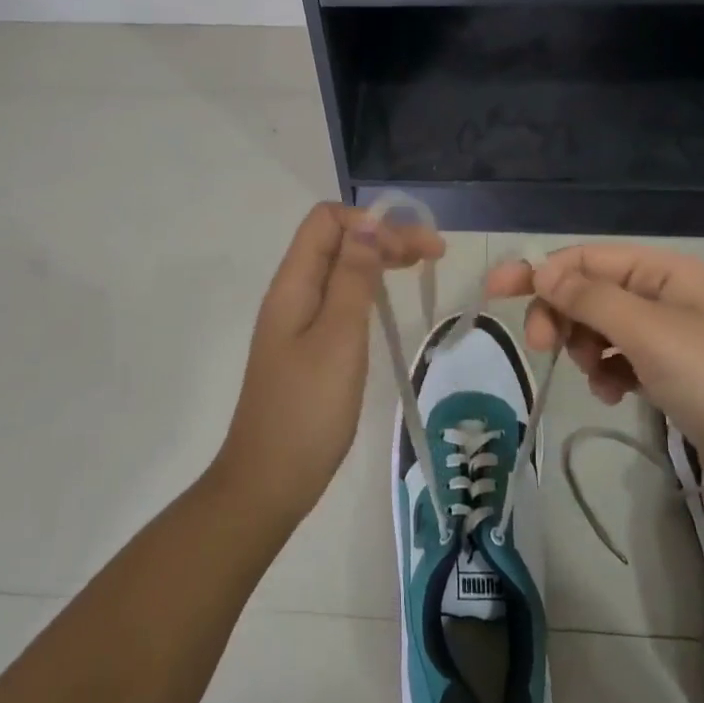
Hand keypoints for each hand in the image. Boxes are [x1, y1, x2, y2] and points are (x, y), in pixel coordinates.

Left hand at [215, 203, 444, 524]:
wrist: (269, 482)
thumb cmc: (308, 409)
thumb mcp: (338, 337)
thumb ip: (353, 278)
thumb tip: (368, 224)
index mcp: (293, 284)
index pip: (326, 220)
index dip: (371, 222)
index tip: (412, 248)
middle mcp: (292, 293)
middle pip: (337, 241)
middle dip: (384, 236)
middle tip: (433, 253)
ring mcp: (298, 321)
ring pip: (340, 269)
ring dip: (379, 259)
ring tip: (420, 266)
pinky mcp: (307, 346)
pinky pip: (339, 298)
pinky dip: (368, 288)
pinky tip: (388, 301)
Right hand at [486, 245, 703, 527]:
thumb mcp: (651, 334)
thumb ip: (591, 298)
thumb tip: (541, 269)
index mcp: (667, 273)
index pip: (588, 258)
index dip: (540, 270)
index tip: (494, 292)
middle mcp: (668, 298)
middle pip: (592, 291)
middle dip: (563, 313)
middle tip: (542, 345)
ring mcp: (672, 340)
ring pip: (602, 328)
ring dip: (585, 347)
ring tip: (594, 376)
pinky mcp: (673, 380)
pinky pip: (621, 362)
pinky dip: (607, 373)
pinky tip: (613, 395)